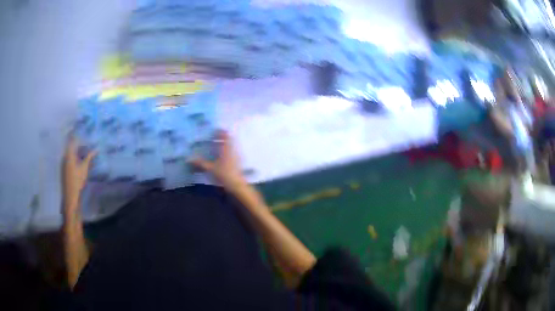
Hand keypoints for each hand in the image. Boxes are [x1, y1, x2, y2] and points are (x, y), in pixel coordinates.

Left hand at [63, 137, 95, 208]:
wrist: (70, 195)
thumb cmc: (77, 180)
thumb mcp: (84, 168)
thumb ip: (89, 157)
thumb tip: (96, 149)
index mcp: (69, 154)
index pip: (71, 139)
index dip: (75, 132)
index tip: (79, 127)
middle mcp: (64, 156)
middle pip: (70, 145)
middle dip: (77, 141)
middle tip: (84, 139)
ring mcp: (63, 162)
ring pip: (69, 152)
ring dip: (75, 149)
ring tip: (82, 149)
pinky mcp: (63, 168)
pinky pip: (68, 158)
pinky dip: (73, 156)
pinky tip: (78, 159)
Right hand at [190, 130, 246, 192]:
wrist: (237, 185)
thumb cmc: (224, 174)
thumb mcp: (210, 168)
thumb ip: (200, 163)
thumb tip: (189, 159)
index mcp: (227, 148)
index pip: (225, 136)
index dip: (221, 132)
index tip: (215, 130)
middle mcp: (233, 150)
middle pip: (229, 140)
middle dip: (222, 138)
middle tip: (214, 137)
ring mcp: (237, 156)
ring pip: (231, 146)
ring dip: (225, 144)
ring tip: (217, 145)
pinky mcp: (238, 162)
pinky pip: (233, 152)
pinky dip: (227, 151)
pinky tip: (221, 156)